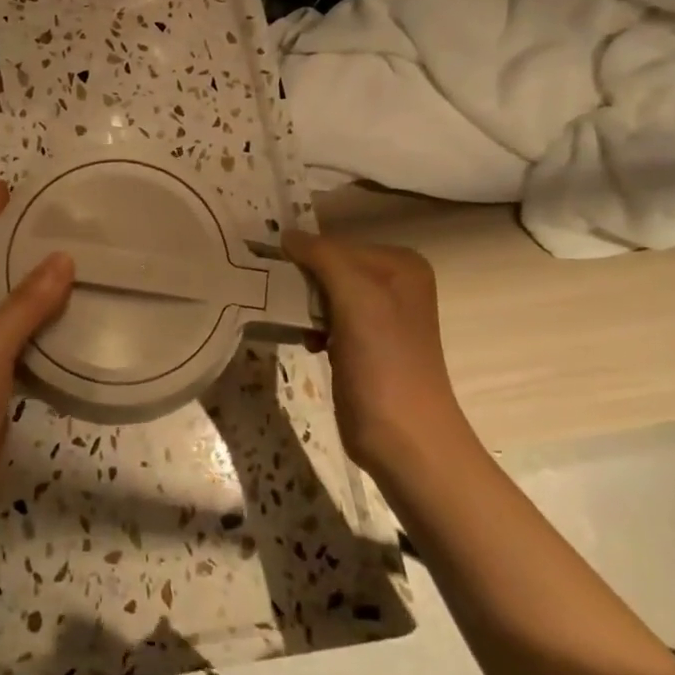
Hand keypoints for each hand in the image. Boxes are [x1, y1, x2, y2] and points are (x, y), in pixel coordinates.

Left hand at [0, 182, 74, 552]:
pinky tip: (75, 331)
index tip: (15, 191)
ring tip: (81, 271)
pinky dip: (45, 338)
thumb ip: (23, 307)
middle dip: (21, 256)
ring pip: (10, 320)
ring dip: (37, 297)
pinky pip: (22, 355)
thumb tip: (61, 257)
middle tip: (66, 229)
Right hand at [280, 232, 472, 481]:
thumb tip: (287, 235)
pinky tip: (307, 342)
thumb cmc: (384, 363)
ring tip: (294, 323)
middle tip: (277, 296)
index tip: (271, 269)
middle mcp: (394, 284)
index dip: (303, 255)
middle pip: (329, 267)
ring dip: (303, 306)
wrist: (404, 439)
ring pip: (323, 294)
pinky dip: (310, 327)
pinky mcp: (363, 345)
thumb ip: (324, 258)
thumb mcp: (357, 299)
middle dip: (302, 282)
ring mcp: (379, 316)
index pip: (335, 243)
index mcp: (401, 265)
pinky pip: (326, 320)